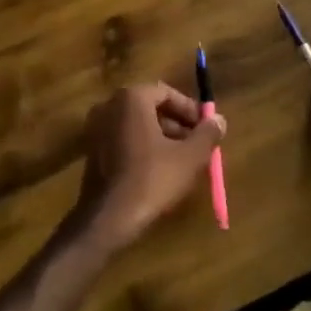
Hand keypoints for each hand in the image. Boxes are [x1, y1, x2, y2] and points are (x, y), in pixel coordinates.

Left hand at [72, 83, 224, 250]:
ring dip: (161, 137)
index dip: (190, 110)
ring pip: (137, 125)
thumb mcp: (189, 157)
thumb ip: (207, 133)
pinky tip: (158, 171)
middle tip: (197, 144)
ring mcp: (96, 128)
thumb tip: (219, 119)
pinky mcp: (91, 150)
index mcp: (131, 98)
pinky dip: (142, 148)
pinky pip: (123, 139)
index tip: (206, 128)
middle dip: (176, 124)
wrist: (107, 218)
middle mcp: (109, 105)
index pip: (166, 92)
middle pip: (150, 107)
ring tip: (182, 161)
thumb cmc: (152, 179)